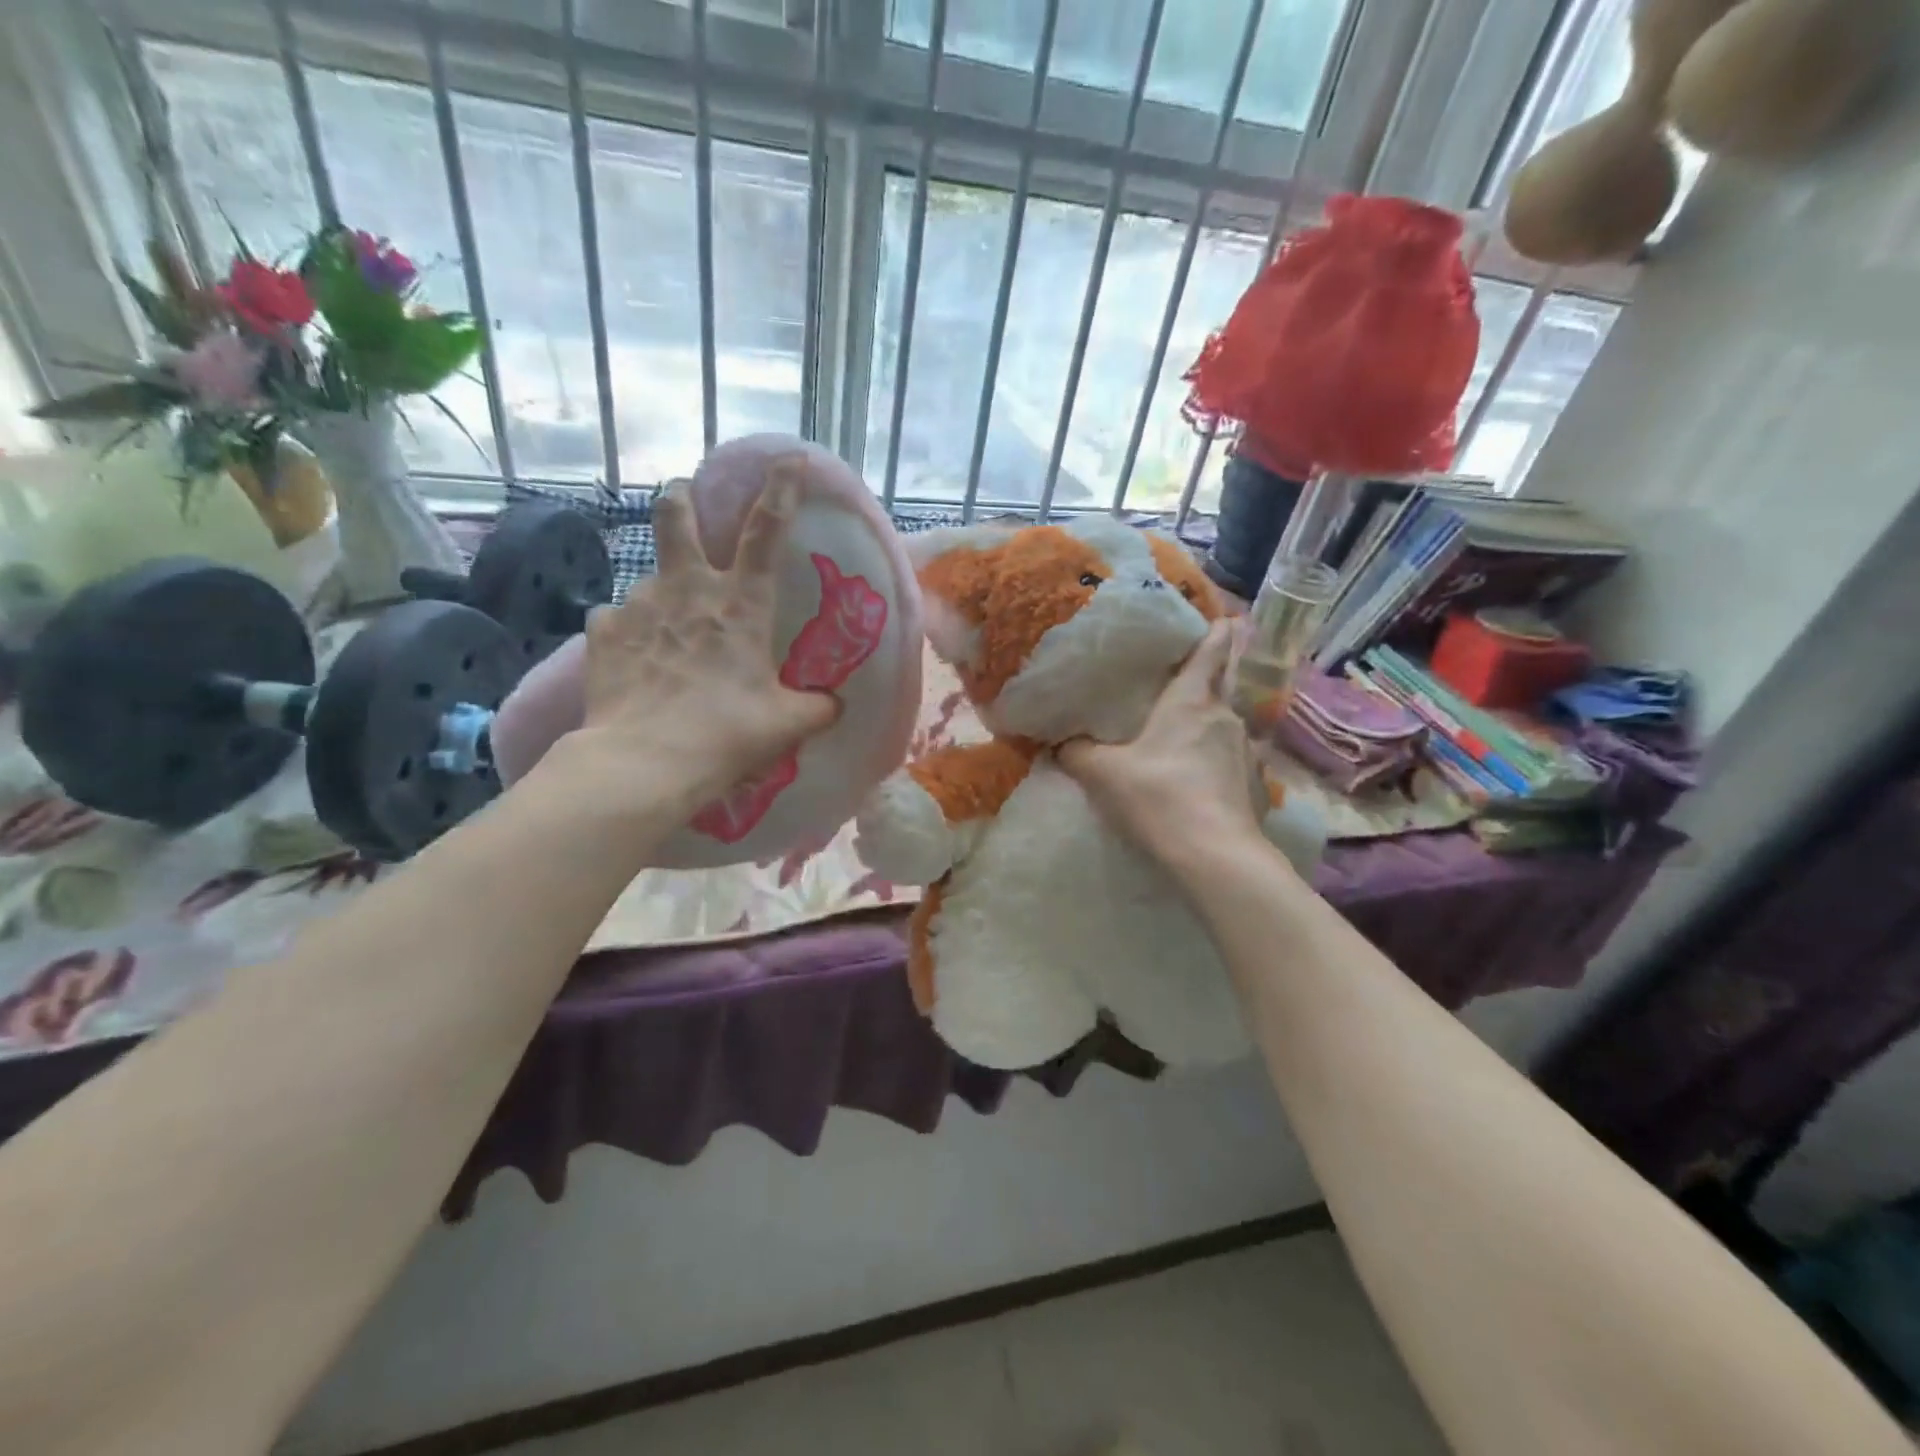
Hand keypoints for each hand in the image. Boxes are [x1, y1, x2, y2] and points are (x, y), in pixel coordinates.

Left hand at [568, 477, 838, 814]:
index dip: (781, 490)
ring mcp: (639, 605)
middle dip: (681, 498)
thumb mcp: (787, 724)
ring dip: (663, 591)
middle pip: (676, 516)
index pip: (766, 531)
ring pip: (649, 576)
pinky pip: (616, 618)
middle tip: (684, 499)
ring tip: (668, 628)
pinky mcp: (603, 631)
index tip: (790, 460)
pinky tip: (633, 654)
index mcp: (740, 604)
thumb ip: (816, 707)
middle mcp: (688, 590)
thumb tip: (834, 705)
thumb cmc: (727, 734)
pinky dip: (629, 629)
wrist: (645, 761)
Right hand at [1057, 621, 1267, 873]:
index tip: (1219, 617)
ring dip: (1209, 721)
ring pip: (1226, 723)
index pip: (1212, 650)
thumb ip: (1076, 753)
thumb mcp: (1103, 774)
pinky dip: (1216, 758)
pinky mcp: (1253, 786)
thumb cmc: (1158, 797)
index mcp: (1192, 701)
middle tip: (1185, 674)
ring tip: (1184, 730)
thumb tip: (1058, 744)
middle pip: (1223, 683)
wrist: (1214, 856)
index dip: (1216, 630)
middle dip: (1210, 673)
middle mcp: (1226, 717)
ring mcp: (1246, 752)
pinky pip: (1232, 758)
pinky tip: (1198, 776)